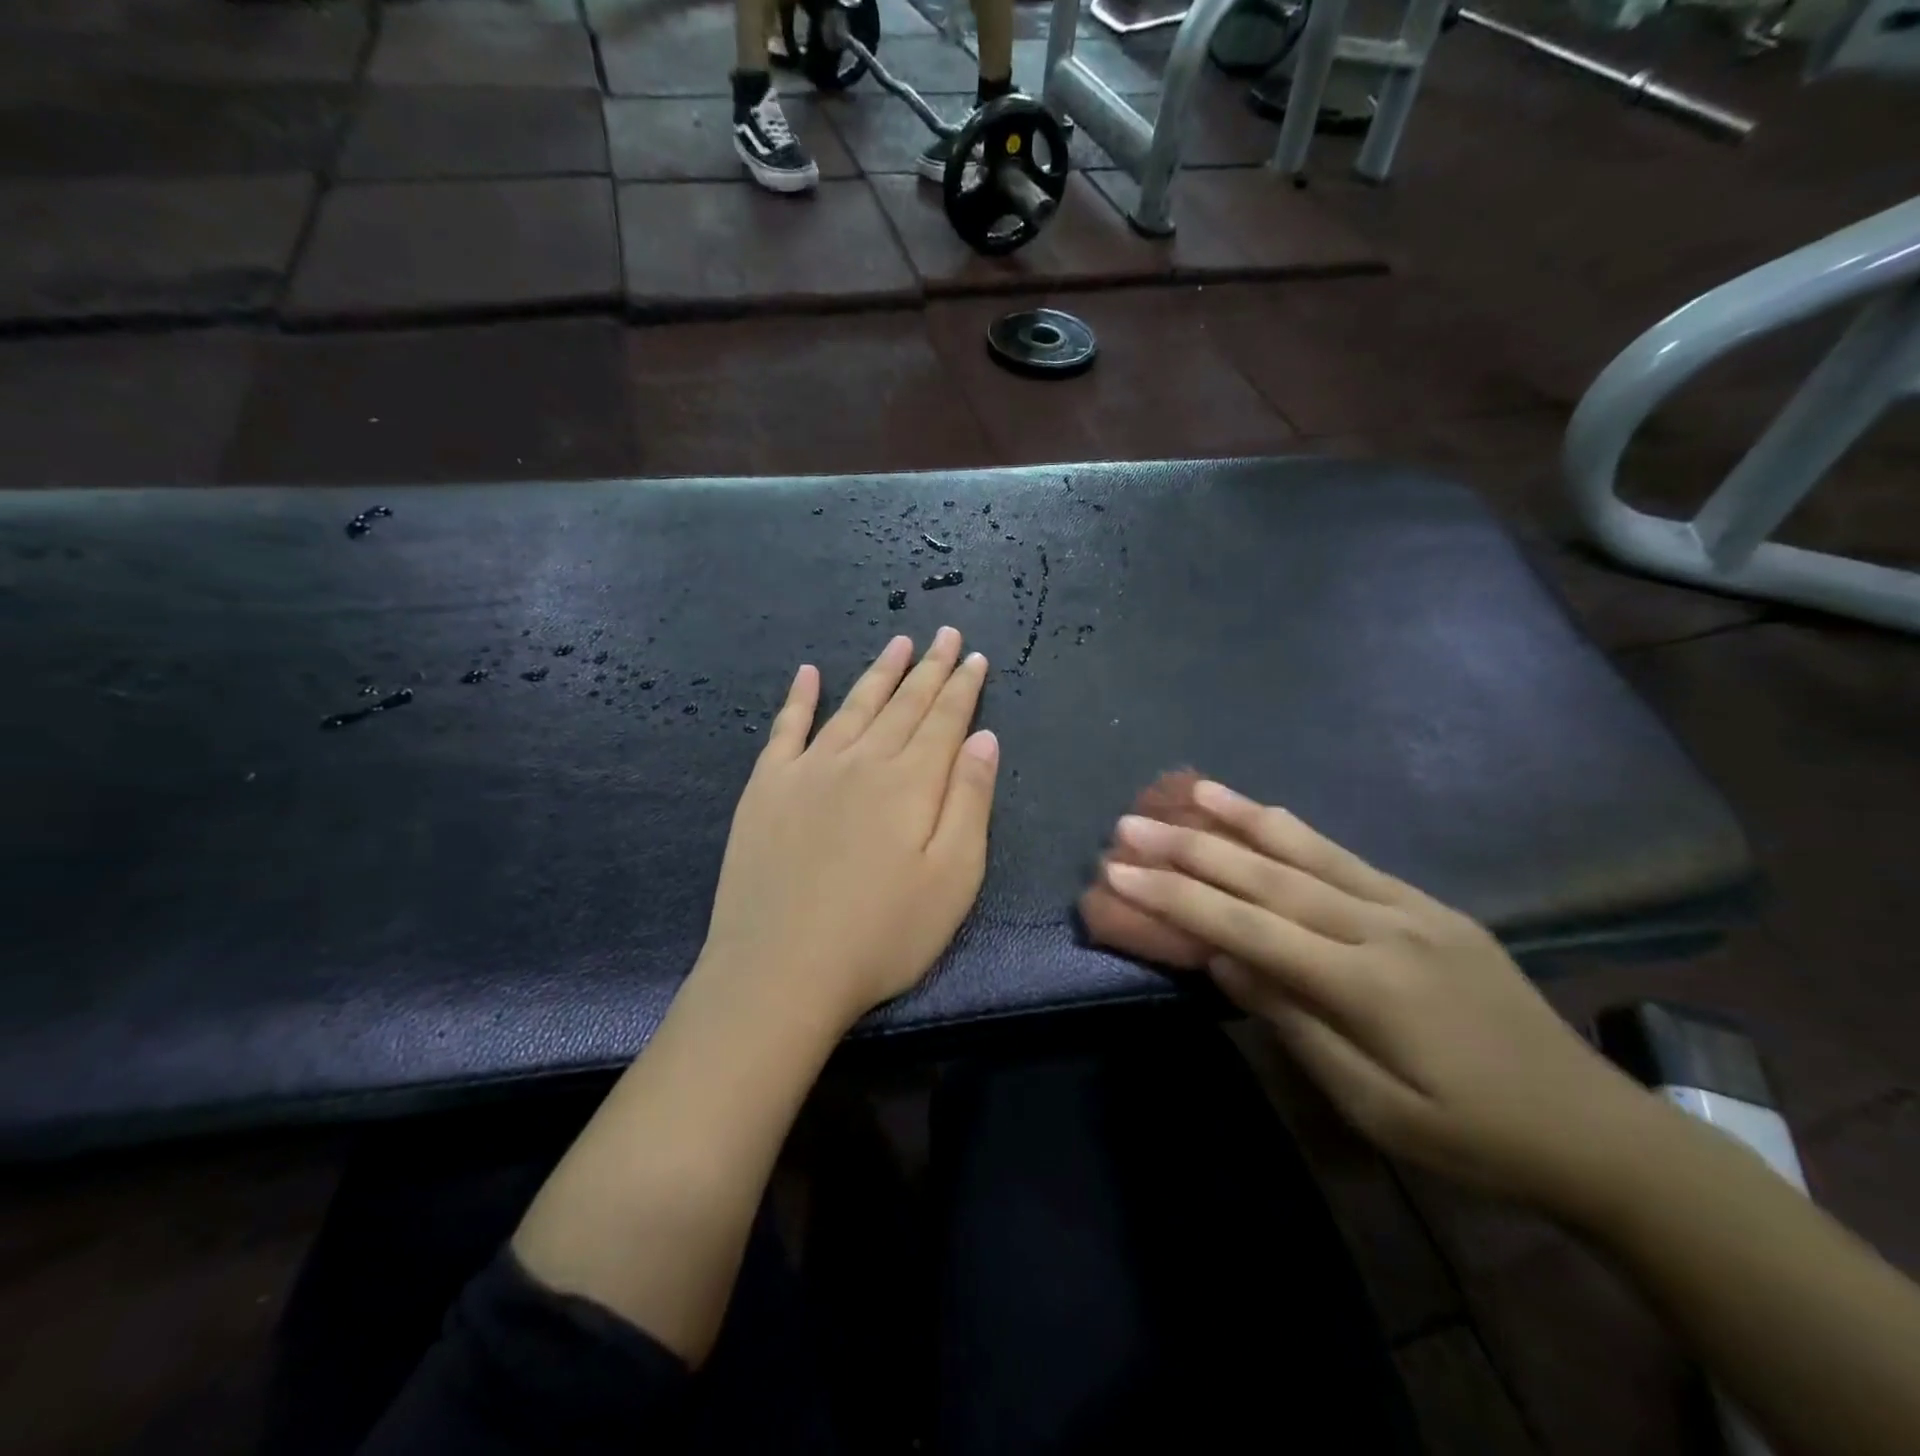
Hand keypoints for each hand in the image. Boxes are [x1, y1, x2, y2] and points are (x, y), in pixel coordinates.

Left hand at [696, 629, 999, 1033]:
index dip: (963, 687)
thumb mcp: (953, 877)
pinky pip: (785, 729)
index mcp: (910, 782)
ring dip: (879, 673)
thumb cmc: (882, 935)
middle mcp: (861, 761)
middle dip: (929, 668)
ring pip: (853, 706)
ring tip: (899, 643)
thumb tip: (984, 738)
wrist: (780, 970)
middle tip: (946, 635)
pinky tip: (808, 674)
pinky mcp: (766, 789)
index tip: (976, 657)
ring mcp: (808, 770)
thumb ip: (970, 800)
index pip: (944, 720)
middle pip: (903, 704)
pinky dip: (798, 698)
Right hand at [1095, 778, 1658, 1215]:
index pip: (1247, 928)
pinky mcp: (1426, 903)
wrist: (1596, 1129)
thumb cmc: (1474, 1136)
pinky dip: (1293, 830)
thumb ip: (1297, 1024)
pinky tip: (1263, 812)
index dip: (1176, 898)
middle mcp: (1381, 926)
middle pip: (1266, 877)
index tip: (1118, 872)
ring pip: (1307, 850)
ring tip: (1188, 789)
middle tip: (1129, 824)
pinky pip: (1346, 856)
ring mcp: (1407, 906)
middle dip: (1189, 848)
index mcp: (1366, 984)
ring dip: (1239, 816)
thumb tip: (1227, 959)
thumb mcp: (1376, 1108)